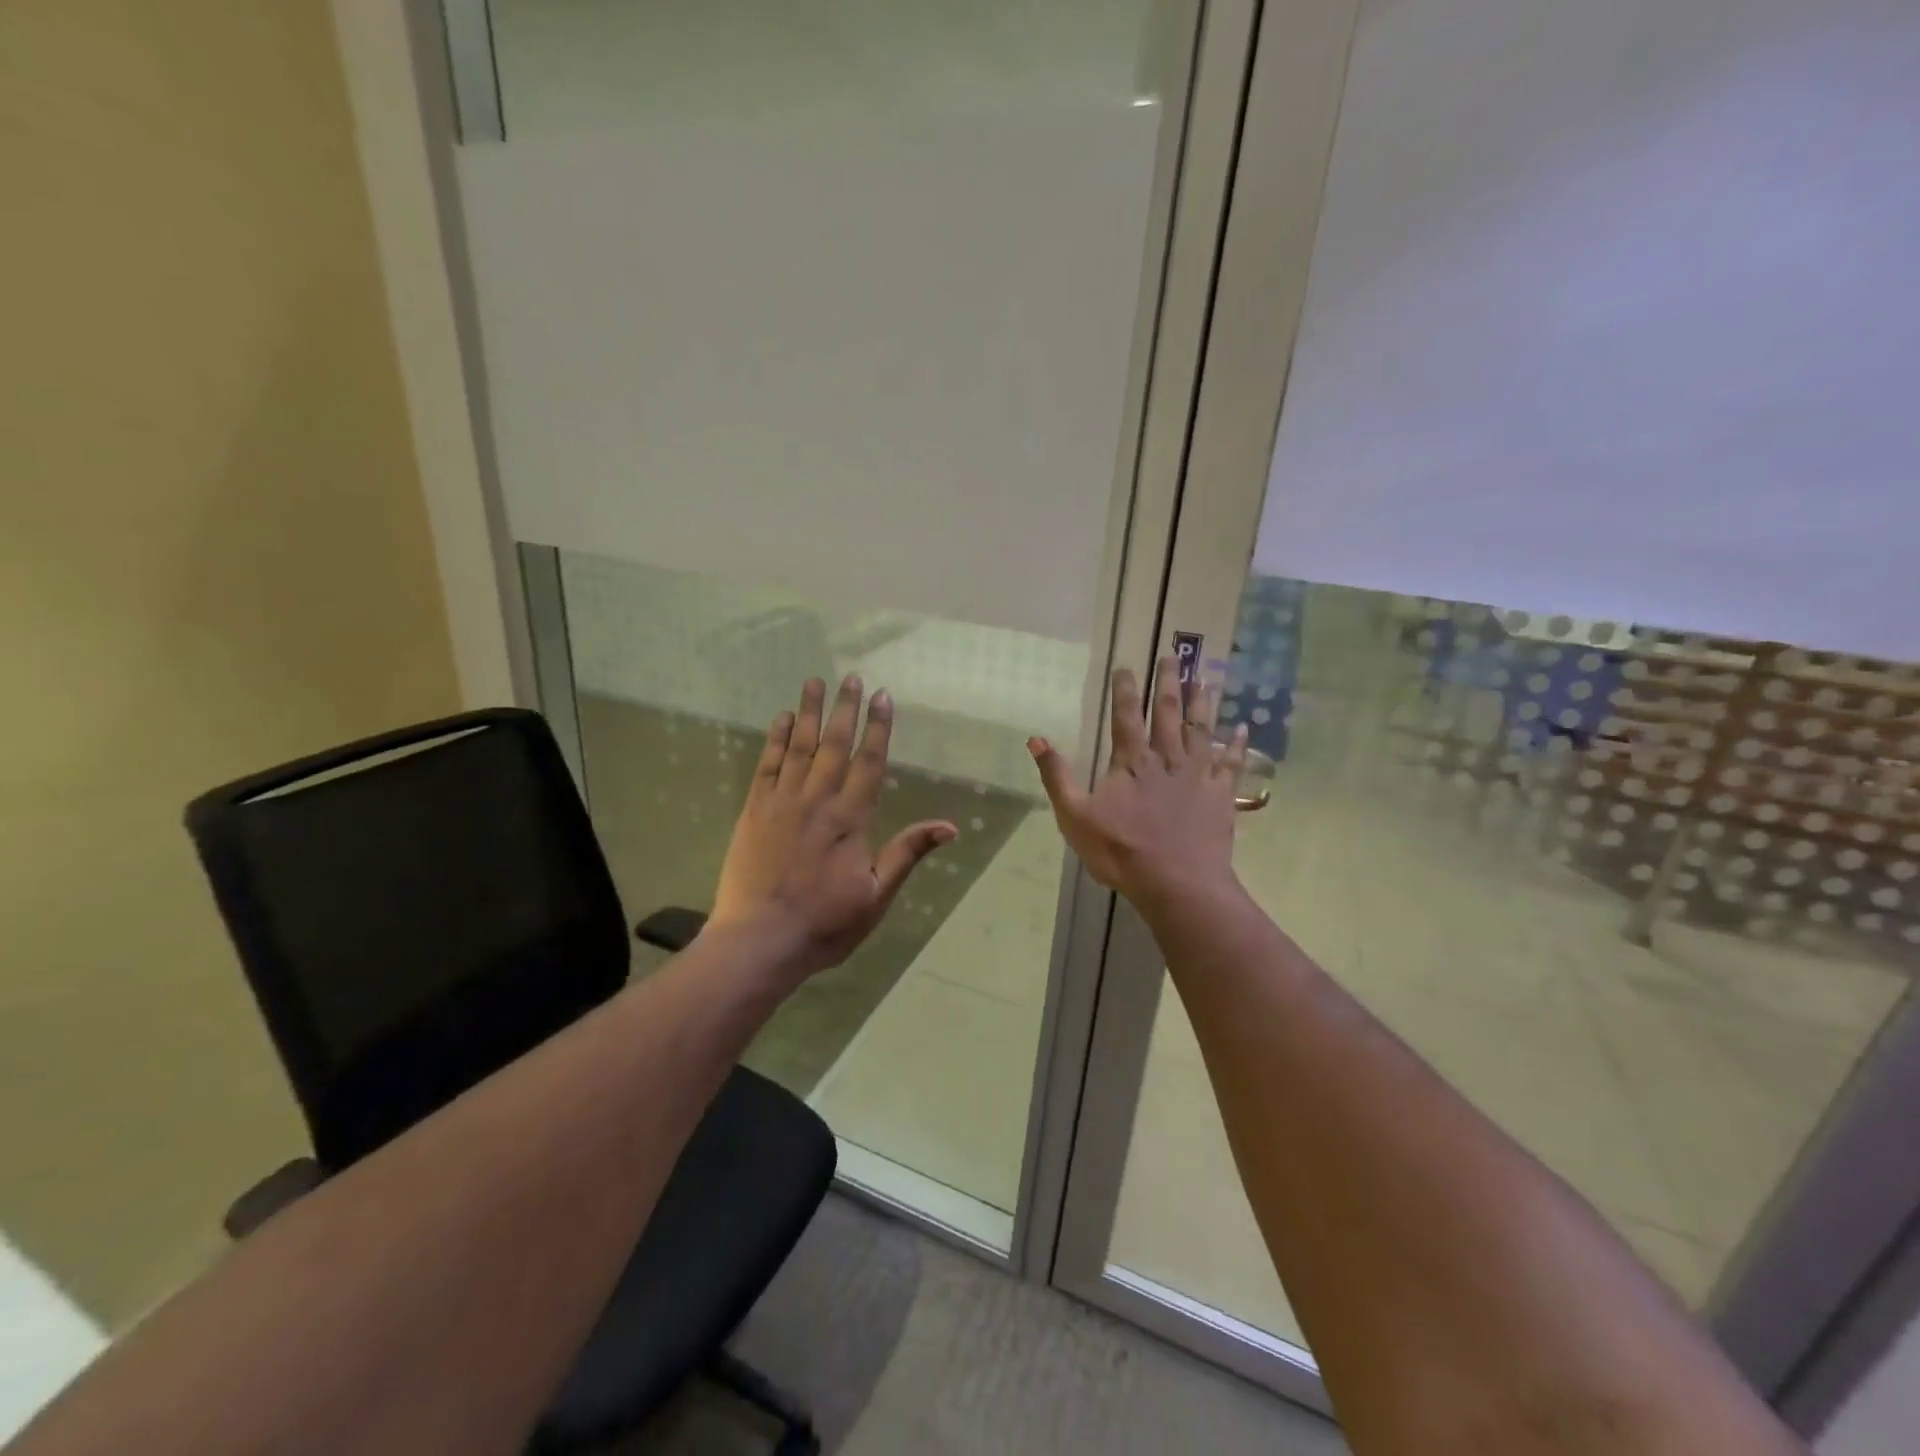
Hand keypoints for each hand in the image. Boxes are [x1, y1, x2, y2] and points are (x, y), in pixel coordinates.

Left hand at [708, 675, 956, 976]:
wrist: (758, 941)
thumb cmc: (824, 923)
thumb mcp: (876, 896)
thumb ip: (907, 853)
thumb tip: (950, 826)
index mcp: (851, 819)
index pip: (869, 761)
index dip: (878, 727)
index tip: (882, 696)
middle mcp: (818, 800)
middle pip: (835, 744)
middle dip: (846, 708)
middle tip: (852, 676)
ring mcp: (782, 802)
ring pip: (800, 746)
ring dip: (810, 712)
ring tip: (816, 681)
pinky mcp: (753, 810)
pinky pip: (767, 765)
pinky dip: (776, 739)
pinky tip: (783, 718)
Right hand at [1028, 656, 1248, 911]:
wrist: (1177, 884)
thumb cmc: (1121, 851)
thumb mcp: (1074, 816)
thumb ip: (1056, 776)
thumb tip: (1036, 739)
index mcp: (1131, 762)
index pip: (1126, 716)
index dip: (1125, 690)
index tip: (1127, 666)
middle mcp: (1167, 759)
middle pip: (1169, 713)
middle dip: (1169, 683)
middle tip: (1174, 656)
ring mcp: (1198, 775)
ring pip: (1201, 730)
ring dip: (1202, 703)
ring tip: (1204, 678)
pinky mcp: (1221, 796)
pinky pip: (1232, 764)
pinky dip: (1238, 746)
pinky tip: (1243, 729)